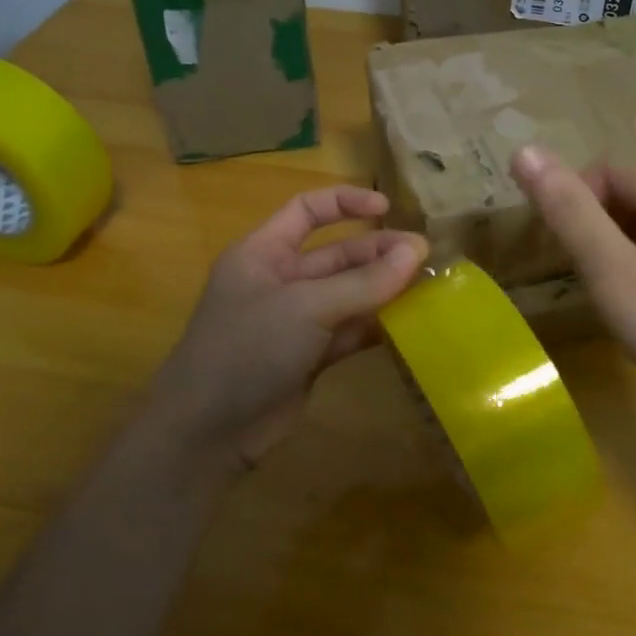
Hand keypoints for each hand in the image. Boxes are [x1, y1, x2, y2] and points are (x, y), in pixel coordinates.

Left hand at [143, 186, 427, 470]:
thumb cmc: (248, 349)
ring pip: (348, 295)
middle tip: (426, 259)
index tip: (389, 210)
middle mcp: (280, 280)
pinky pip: (350, 332)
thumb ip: (363, 281)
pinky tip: (409, 326)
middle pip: (337, 255)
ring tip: (427, 288)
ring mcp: (295, 321)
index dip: (347, 203)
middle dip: (379, 253)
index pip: (308, 210)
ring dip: (384, 290)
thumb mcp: (306, 307)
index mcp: (263, 252)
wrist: (208, 431)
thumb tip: (416, 251)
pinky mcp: (309, 357)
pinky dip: (376, 328)